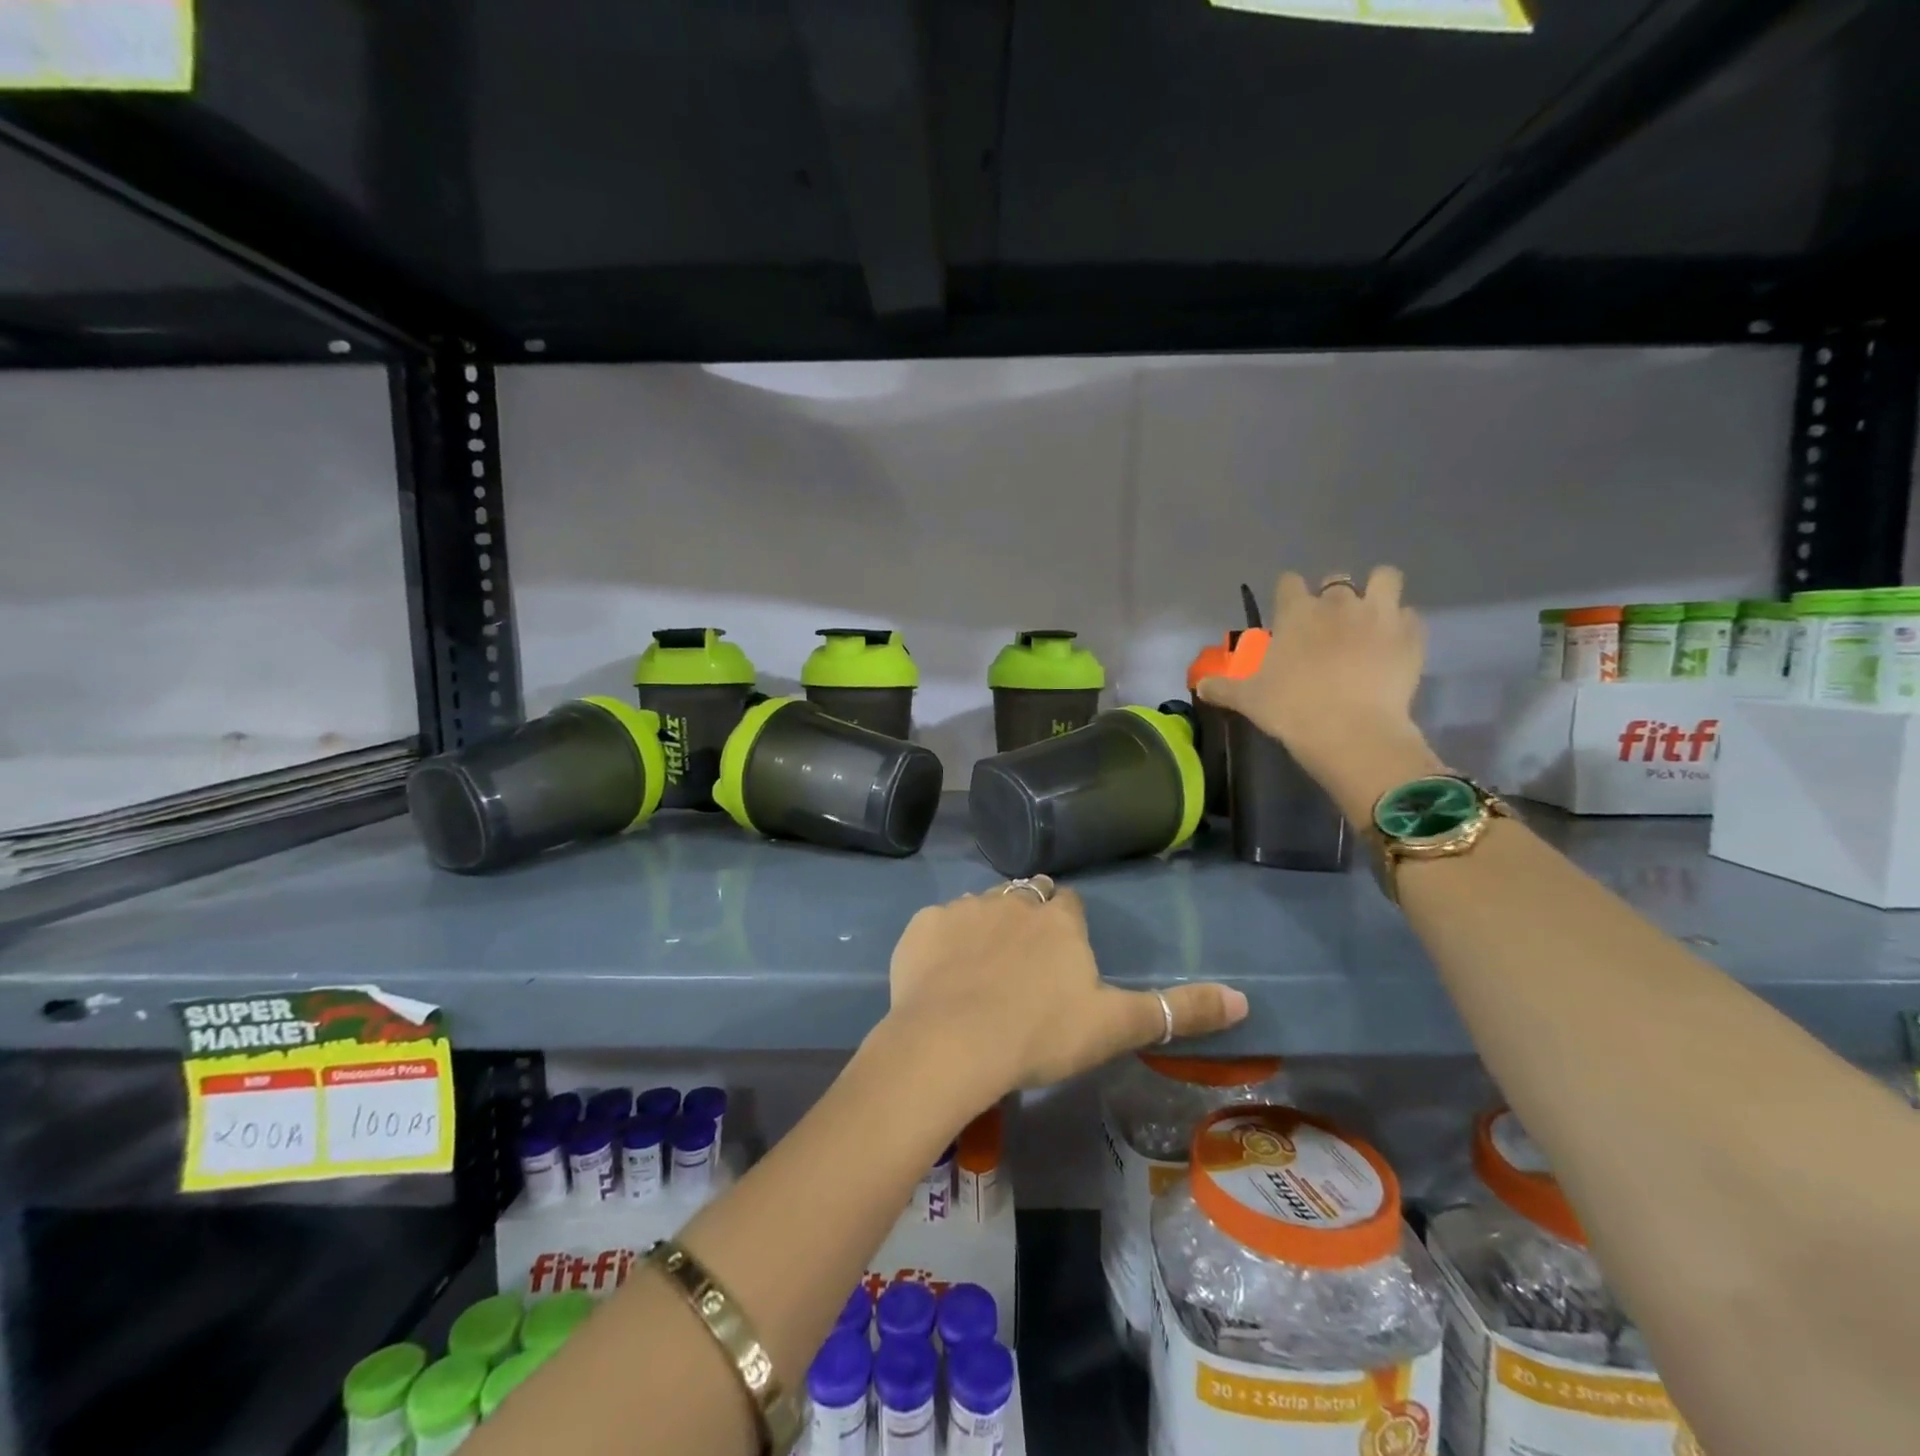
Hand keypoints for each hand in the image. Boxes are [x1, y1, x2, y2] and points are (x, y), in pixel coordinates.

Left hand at [879, 886, 1248, 1109]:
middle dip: (1027, 919)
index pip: (1069, 903)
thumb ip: (1179, 1010)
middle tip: (1023, 965)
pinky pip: (936, 927)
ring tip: (980, 973)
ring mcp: (962, 909)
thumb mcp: (1116, 1026)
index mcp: (1058, 918)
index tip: (1063, 956)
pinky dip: (941, 944)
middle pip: (1023, 897)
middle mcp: (1011, 900)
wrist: (953, 1043)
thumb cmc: (1041, 1034)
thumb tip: (1245, 999)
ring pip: (980, 907)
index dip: (1067, 925)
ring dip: (984, 928)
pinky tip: (940, 978)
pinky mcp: (921, 926)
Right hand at [1197, 566, 1444, 820]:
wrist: (1351, 731)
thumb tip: (1200, 685)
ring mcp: (1380, 616)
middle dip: (1333, 595)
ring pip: (1385, 578)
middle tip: (1328, 624)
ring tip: (1371, 618)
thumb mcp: (1247, 699)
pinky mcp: (1411, 636)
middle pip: (1337, 579)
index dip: (1288, 594)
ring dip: (1378, 592)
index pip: (1290, 582)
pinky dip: (1402, 627)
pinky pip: (1411, 617)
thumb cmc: (1291, 708)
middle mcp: (1339, 603)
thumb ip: (1222, 686)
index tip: (1286, 613)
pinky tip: (1392, 647)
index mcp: (1297, 612)